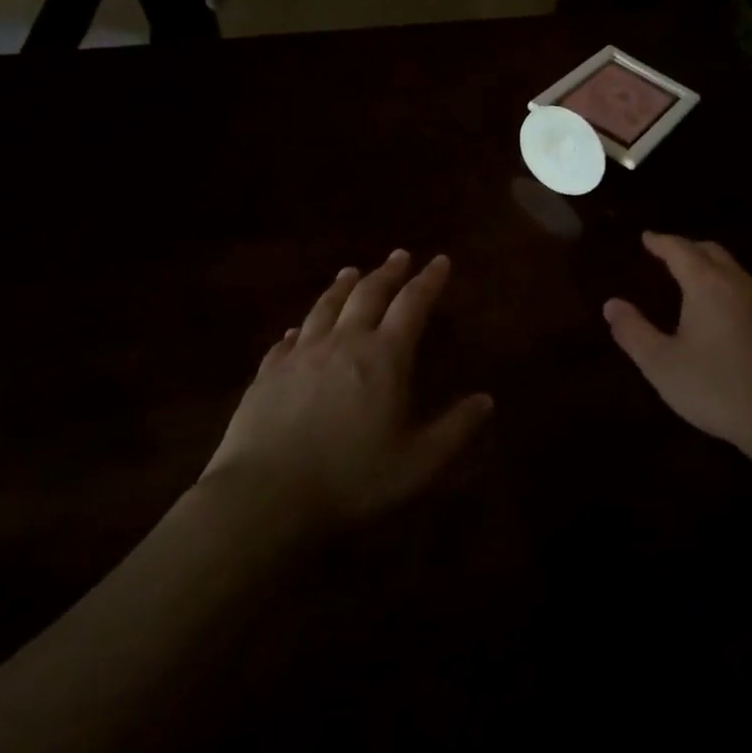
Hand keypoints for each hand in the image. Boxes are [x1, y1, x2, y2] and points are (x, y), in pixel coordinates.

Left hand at [200, 250, 492, 525]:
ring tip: (352, 272)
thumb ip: (455, 429)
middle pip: (368, 295)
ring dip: (342, 287)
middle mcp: (343, 343)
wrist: (265, 496)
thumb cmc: (351, 478)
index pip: (412, 305)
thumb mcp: (417, 462)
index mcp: (384, 357)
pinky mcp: (267, 374)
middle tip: (399, 256)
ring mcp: (301, 356)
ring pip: (325, 308)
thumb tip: (486, 400)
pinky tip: (297, 329)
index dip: (429, 281)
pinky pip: (286, 340)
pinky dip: (300, 328)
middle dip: (388, 273)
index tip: (440, 260)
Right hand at [604, 232, 751, 451]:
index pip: (680, 250)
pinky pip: (748, 290)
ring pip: (734, 270)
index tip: (647, 237)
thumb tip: (612, 304)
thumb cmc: (718, 388)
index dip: (661, 242)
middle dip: (687, 247)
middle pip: (711, 252)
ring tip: (692, 279)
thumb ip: (634, 332)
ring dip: (710, 265)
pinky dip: (728, 285)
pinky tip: (724, 311)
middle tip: (667, 253)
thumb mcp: (663, 365)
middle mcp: (738, 284)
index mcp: (707, 286)